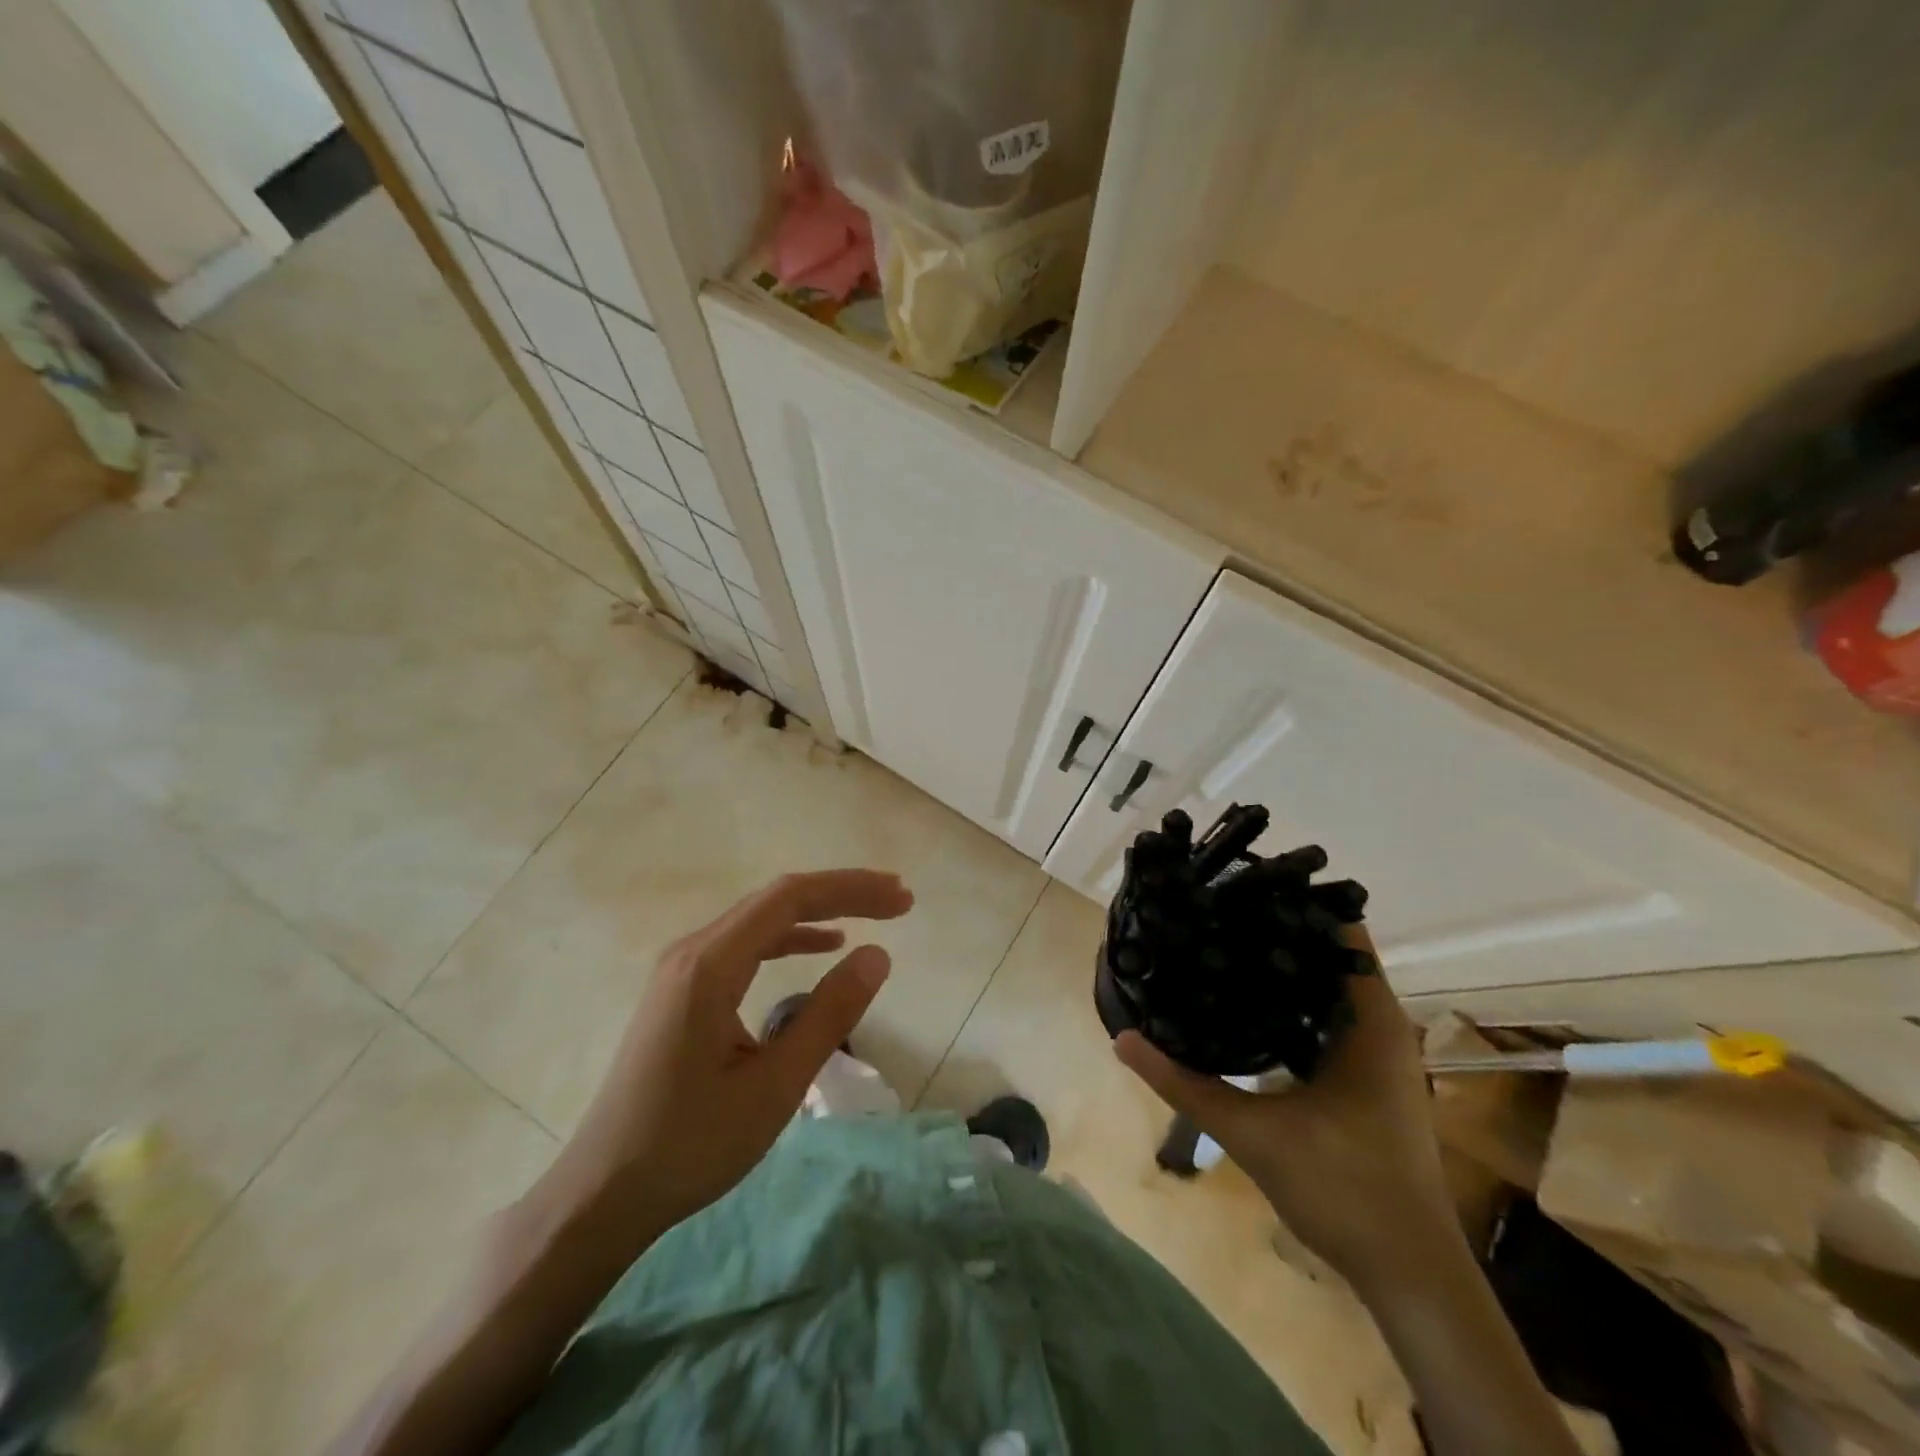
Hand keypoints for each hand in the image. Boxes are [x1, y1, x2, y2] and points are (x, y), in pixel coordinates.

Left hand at [537, 869, 912, 1250]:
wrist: (602, 1193)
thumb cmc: (690, 1145)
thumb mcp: (775, 1086)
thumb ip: (829, 1015)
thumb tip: (878, 955)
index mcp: (710, 965)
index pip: (790, 897)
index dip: (851, 889)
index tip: (900, 898)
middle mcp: (692, 951)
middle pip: (776, 899)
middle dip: (841, 893)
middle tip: (898, 900)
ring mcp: (682, 969)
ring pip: (761, 919)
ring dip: (819, 912)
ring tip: (872, 915)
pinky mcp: (683, 990)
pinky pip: (745, 944)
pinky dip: (790, 937)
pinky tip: (822, 946)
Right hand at [1115, 928, 1454, 1288]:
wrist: (1411, 1274)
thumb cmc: (1345, 1191)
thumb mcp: (1253, 1134)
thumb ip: (1185, 1083)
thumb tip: (1121, 1039)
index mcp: (1371, 1021)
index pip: (1338, 931)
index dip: (1290, 903)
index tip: (1236, 888)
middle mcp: (1380, 1025)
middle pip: (1327, 954)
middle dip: (1273, 932)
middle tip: (1213, 914)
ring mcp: (1377, 1053)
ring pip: (1325, 988)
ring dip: (1280, 969)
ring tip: (1219, 946)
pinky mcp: (1366, 1077)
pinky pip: (1325, 1018)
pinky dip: (1289, 1003)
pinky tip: (1244, 1006)